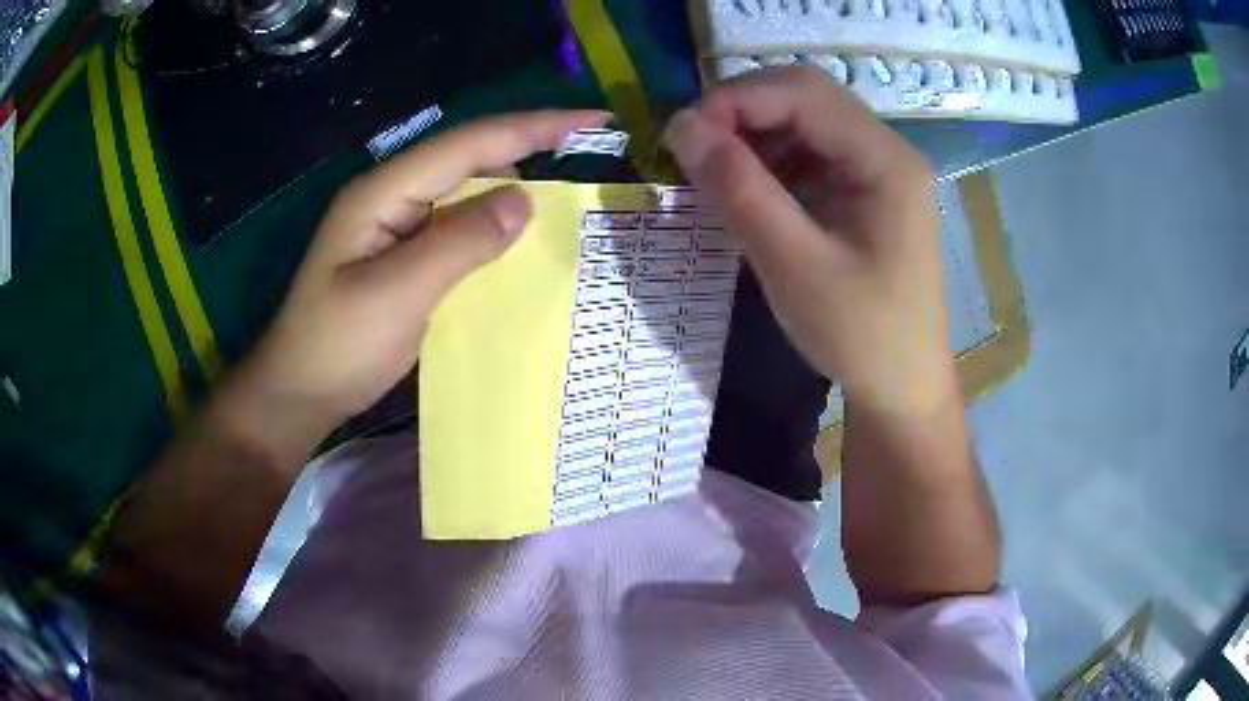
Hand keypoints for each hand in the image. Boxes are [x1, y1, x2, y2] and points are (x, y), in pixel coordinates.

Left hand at [235, 110, 609, 438]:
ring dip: (513, 190)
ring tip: (566, 199)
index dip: (533, 126)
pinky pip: (458, 225)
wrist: (297, 392)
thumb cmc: (336, 346)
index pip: (469, 143)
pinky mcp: (402, 252)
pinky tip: (518, 242)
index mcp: (383, 192)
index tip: (593, 121)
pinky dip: (492, 226)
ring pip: (466, 190)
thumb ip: (460, 242)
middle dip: (530, 148)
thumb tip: (525, 200)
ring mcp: (395, 223)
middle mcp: (391, 195)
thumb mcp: (396, 294)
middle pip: (469, 156)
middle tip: (590, 157)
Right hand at [663, 67, 953, 413]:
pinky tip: (747, 187)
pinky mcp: (866, 191)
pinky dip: (770, 158)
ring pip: (805, 121)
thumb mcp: (793, 264)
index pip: (804, 93)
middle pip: (807, 97)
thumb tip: (681, 127)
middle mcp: (887, 151)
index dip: (736, 99)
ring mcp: (879, 169)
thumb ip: (738, 189)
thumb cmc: (859, 334)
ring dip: (753, 133)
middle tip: (693, 147)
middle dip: (742, 110)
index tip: (682, 135)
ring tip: (713, 168)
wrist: (901, 388)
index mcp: (886, 160)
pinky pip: (811, 152)